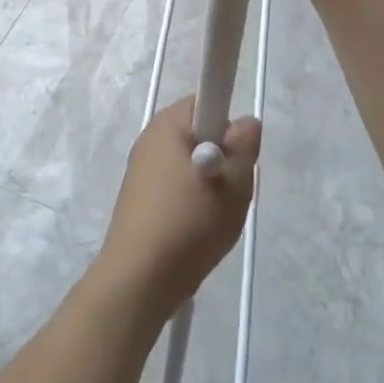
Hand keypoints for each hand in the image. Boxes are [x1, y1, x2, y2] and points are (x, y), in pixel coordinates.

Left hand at [95, 97, 260, 319]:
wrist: (138, 281)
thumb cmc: (189, 223)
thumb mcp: (233, 184)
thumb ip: (245, 146)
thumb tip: (246, 122)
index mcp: (168, 123)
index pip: (207, 101)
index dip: (228, 125)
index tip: (236, 157)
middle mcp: (150, 137)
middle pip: (200, 135)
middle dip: (222, 158)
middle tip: (232, 191)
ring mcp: (140, 168)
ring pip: (189, 164)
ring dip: (207, 184)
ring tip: (214, 218)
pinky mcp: (137, 198)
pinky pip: (174, 187)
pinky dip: (189, 203)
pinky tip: (194, 232)